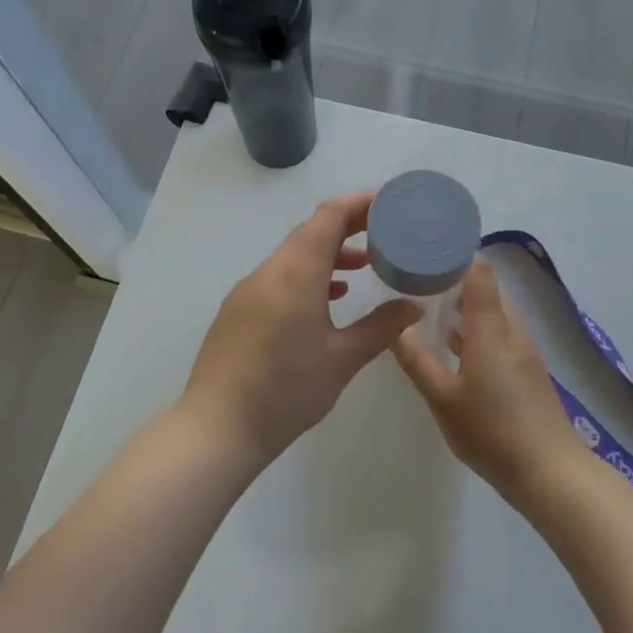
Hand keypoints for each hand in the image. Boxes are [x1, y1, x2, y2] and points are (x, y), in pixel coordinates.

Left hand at [180, 191, 421, 466]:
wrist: (217, 428)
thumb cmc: (287, 390)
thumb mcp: (342, 359)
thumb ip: (381, 327)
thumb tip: (414, 306)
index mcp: (296, 273)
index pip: (328, 217)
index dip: (357, 204)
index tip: (386, 203)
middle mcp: (269, 271)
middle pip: (310, 232)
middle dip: (347, 226)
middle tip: (383, 231)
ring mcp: (248, 290)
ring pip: (293, 256)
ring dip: (327, 253)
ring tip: (363, 266)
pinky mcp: (238, 310)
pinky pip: (278, 277)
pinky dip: (306, 275)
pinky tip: (327, 299)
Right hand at [393, 257, 587, 498]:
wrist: (551, 474)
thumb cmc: (492, 432)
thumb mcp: (443, 399)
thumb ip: (417, 361)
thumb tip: (394, 327)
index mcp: (491, 329)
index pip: (479, 273)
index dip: (456, 254)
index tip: (427, 248)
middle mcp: (511, 330)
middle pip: (487, 289)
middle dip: (455, 278)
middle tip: (420, 276)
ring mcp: (523, 350)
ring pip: (494, 312)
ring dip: (466, 304)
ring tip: (430, 304)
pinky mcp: (528, 369)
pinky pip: (499, 332)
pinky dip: (477, 327)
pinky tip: (455, 343)